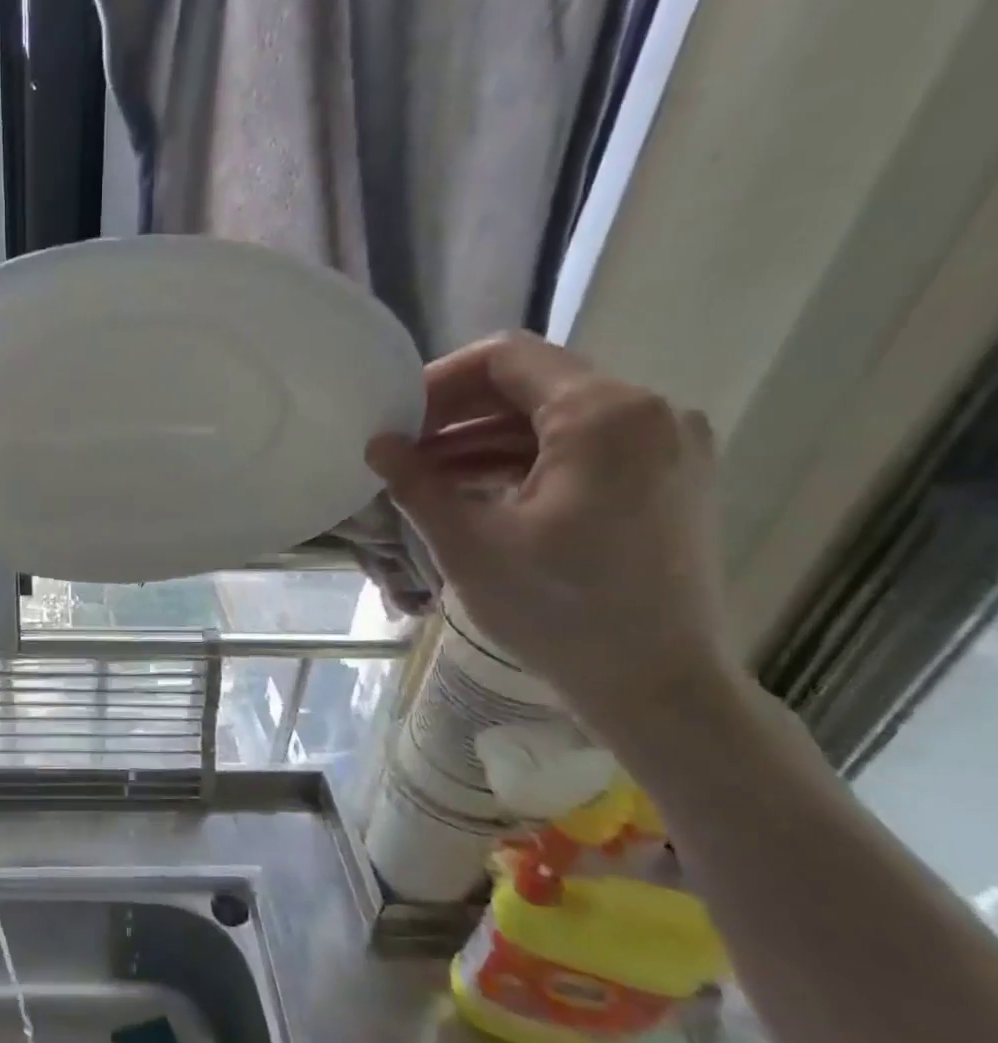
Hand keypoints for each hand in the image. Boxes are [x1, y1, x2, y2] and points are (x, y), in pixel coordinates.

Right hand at [365, 332, 730, 716]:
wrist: (657, 685)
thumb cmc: (558, 612)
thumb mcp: (469, 544)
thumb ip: (416, 483)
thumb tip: (376, 443)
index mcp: (604, 415)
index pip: (508, 357)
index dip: (441, 380)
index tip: (398, 420)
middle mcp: (648, 412)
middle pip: (533, 384)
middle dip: (459, 414)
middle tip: (405, 450)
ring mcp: (666, 446)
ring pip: (554, 419)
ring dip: (486, 440)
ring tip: (428, 476)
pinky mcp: (667, 478)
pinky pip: (582, 448)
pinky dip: (525, 461)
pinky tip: (476, 492)